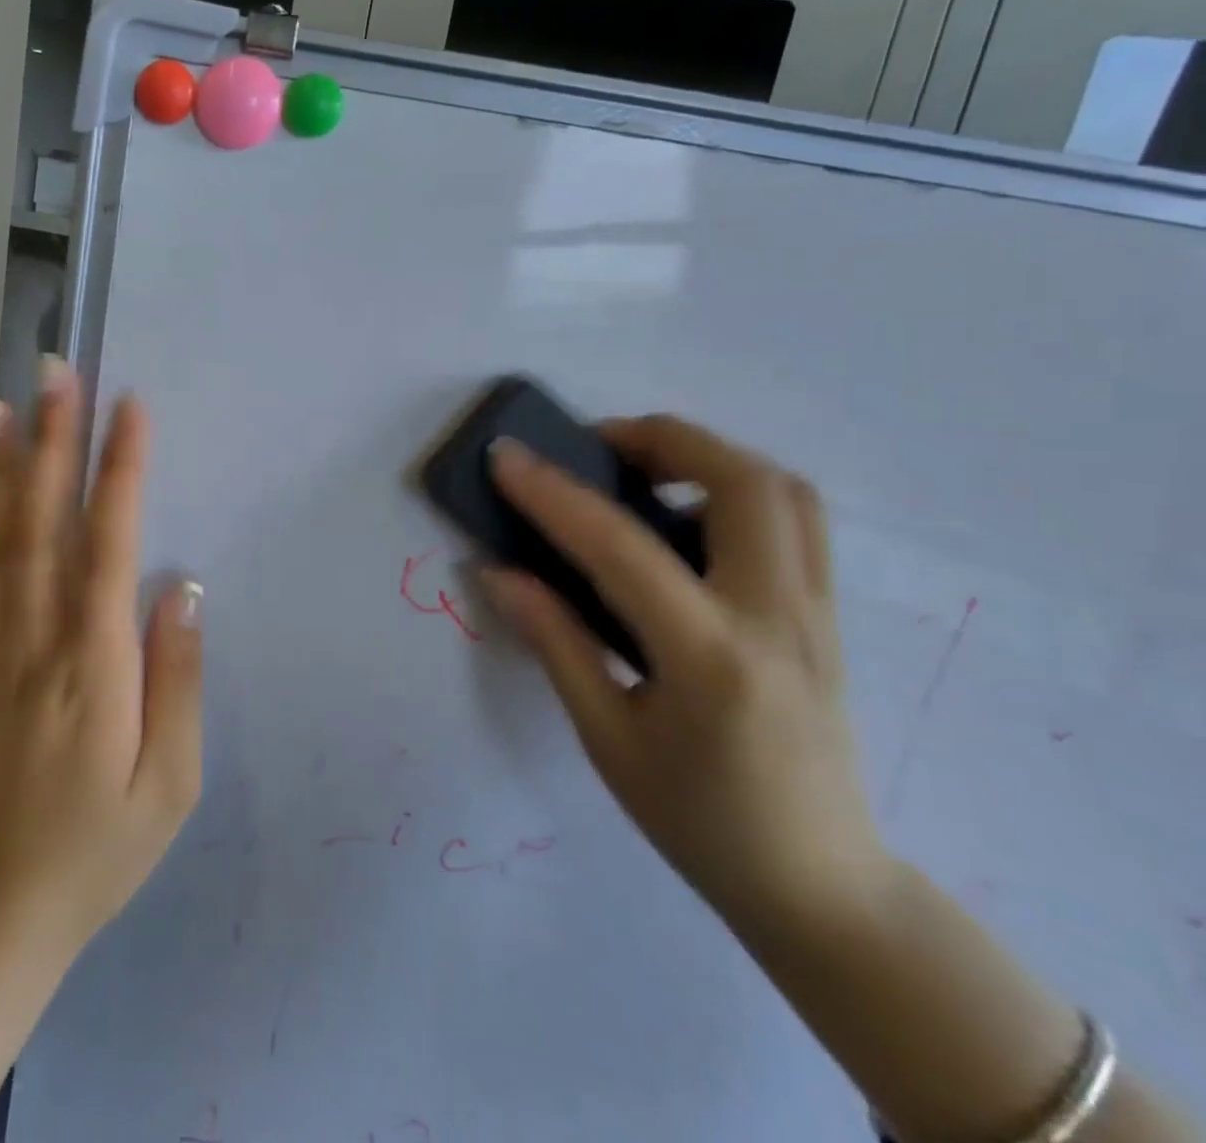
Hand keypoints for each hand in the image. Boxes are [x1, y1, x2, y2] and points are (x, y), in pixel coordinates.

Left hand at [0, 362, 203, 957]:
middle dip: (53, 441)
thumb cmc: (98, 852)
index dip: (121, 471)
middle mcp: (36, 641)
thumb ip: (178, 680)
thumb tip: (182, 588)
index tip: (129, 408)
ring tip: (0, 404)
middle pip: (45, 523)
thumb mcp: (172, 784)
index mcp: (96, 665)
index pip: (109, 544)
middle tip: (58, 373)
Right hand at [480, 414, 889, 934]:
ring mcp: (818, 611)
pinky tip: (685, 519)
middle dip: (661, 439)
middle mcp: (777, 617)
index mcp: (711, 658)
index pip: (621, 546)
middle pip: (741, 481)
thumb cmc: (698, 821)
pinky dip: (735, 488)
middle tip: (595, 447)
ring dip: (707, 456)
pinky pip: (794, 520)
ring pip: (782, 489)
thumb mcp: (606, 739)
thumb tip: (497, 571)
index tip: (505, 456)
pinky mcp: (828, 614)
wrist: (822, 885)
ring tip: (640, 471)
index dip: (553, 493)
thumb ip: (554, 641)